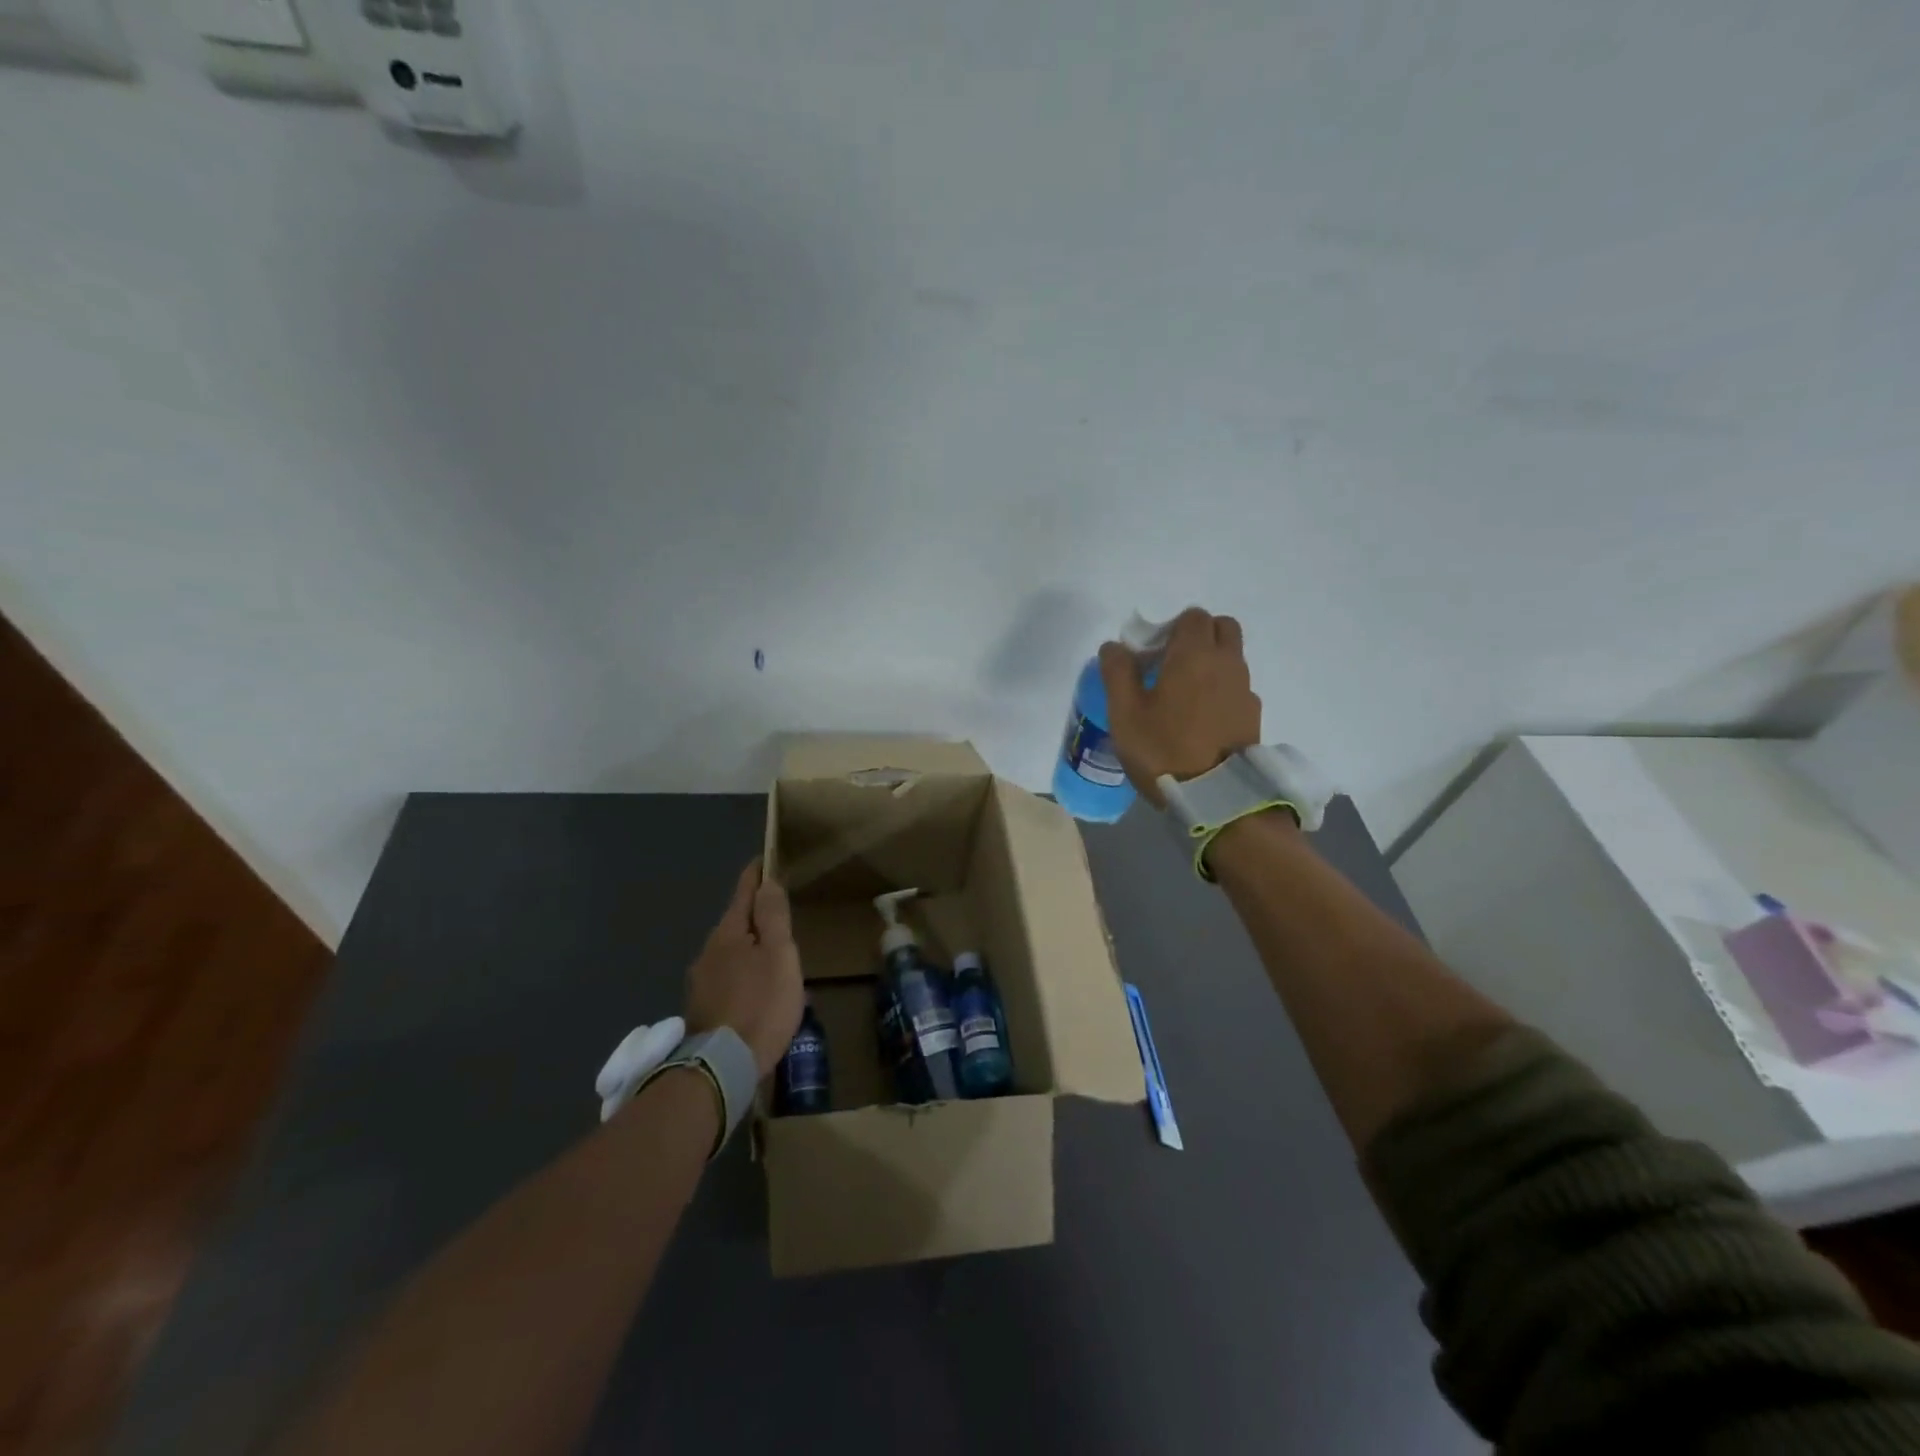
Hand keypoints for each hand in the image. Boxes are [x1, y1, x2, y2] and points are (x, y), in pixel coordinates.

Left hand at [683, 859, 804, 1078]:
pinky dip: (745, 974)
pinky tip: (758, 990)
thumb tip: (767, 881)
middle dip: (756, 916)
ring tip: (774, 956)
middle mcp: (708, 951)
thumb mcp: (778, 955)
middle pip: (736, 923)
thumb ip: (773, 917)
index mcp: (729, 933)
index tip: (765, 860)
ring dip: (751, 949)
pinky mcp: (703, 1008)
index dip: (756, 875)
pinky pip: (728, 978)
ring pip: (731, 952)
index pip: (743, 892)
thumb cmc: (761, 1004)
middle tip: (781, 914)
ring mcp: (701, 982)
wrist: (722, 1066)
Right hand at [1098, 606, 1260, 807]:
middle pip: (1222, 628)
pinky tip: (1200, 721)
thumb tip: (1114, 646)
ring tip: (1182, 698)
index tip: (1152, 654)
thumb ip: (1117, 672)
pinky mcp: (1253, 716)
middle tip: (1170, 665)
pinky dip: (1221, 691)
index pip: (1193, 616)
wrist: (1215, 798)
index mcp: (1195, 655)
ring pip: (1232, 658)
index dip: (1171, 628)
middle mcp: (1227, 663)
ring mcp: (1245, 690)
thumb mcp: (1124, 713)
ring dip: (1210, 664)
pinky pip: (1237, 688)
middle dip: (1198, 637)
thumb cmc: (1163, 749)